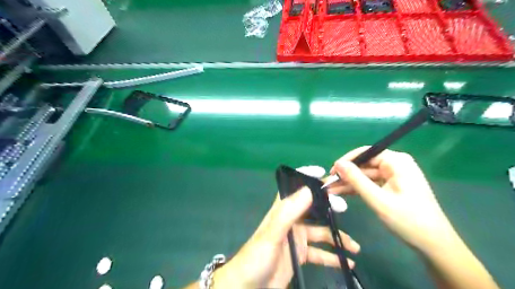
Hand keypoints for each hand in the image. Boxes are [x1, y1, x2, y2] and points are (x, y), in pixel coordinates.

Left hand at [212, 175, 358, 286]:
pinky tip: (347, 261)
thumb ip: (288, 213)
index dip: (307, 178)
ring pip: (320, 232)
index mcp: (282, 211)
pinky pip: (320, 253)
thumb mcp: (272, 234)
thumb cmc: (256, 258)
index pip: (295, 189)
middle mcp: (291, 221)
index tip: (324, 174)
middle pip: (313, 209)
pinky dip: (332, 256)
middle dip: (329, 207)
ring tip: (355, 246)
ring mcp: (296, 239)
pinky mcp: (300, 255)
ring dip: (337, 237)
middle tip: (344, 208)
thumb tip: (308, 190)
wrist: (247, 287)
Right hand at [327, 146, 456, 252]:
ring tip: (330, 190)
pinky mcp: (392, 187)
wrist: (434, 244)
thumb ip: (356, 179)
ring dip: (349, 183)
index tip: (331, 172)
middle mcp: (395, 165)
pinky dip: (358, 189)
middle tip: (327, 184)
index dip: (347, 161)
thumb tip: (338, 164)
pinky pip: (371, 184)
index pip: (366, 153)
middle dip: (346, 175)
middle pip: (364, 165)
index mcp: (396, 162)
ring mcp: (394, 176)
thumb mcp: (378, 199)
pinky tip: (342, 193)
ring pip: (365, 176)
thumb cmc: (408, 220)